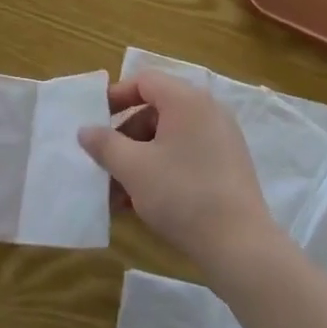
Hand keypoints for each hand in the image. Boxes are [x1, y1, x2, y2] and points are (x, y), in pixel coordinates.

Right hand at [77, 70, 278, 278]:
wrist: (240, 246)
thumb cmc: (182, 194)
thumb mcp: (133, 168)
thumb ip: (105, 144)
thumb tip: (86, 130)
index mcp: (186, 100)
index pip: (144, 81)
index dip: (115, 96)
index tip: (94, 121)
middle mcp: (207, 111)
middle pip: (155, 111)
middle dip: (124, 138)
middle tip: (104, 165)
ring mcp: (221, 140)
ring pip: (168, 139)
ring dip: (139, 160)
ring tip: (116, 195)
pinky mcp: (227, 167)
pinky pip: (185, 157)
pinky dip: (161, 171)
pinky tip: (141, 204)